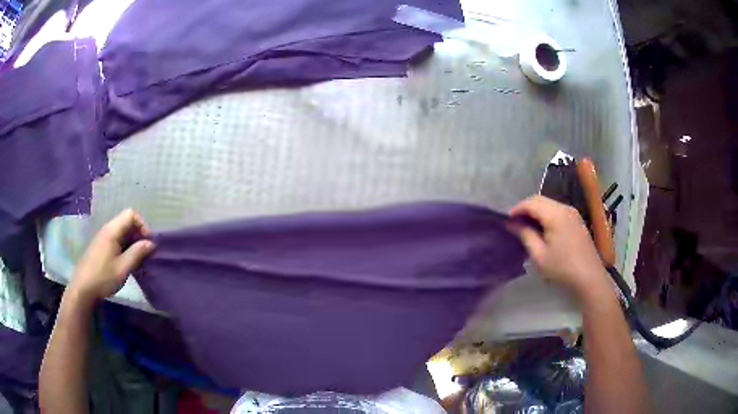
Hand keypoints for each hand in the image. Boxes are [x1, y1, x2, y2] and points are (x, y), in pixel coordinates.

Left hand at [69, 209, 154, 303]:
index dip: (142, 225)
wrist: (83, 289)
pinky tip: (125, 262)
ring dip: (131, 242)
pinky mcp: (100, 247)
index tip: (147, 243)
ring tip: (136, 259)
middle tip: (144, 253)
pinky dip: (124, 246)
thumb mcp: (123, 268)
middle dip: (138, 234)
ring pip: (121, 232)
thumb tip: (151, 243)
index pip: (131, 214)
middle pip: (126, 222)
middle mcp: (107, 229)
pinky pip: (116, 240)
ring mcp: (102, 238)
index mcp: (112, 230)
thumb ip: (137, 253)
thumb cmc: (103, 277)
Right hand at [508, 195, 610, 299]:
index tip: (506, 221)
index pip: (531, 202)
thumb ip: (525, 235)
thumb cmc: (562, 268)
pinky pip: (557, 210)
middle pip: (540, 199)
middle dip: (525, 208)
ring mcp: (573, 213)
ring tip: (526, 227)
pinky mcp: (577, 220)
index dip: (516, 209)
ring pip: (549, 204)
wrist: (589, 277)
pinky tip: (542, 229)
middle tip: (514, 223)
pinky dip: (546, 215)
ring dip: (536, 211)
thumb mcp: (539, 255)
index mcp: (555, 214)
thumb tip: (511, 223)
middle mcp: (565, 208)